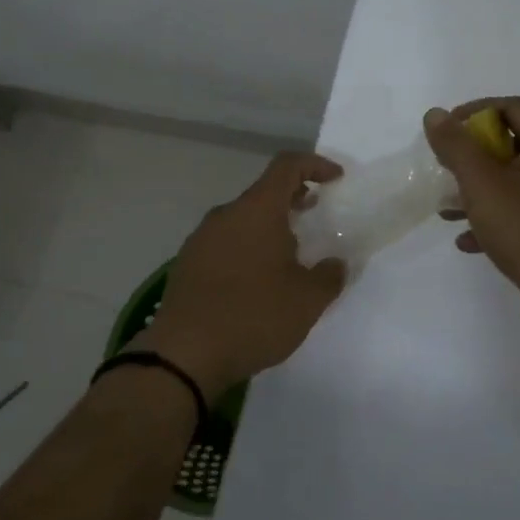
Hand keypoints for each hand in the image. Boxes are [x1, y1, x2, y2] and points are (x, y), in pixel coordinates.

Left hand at [139, 153, 346, 398]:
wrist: (183, 355)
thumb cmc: (253, 316)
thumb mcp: (307, 300)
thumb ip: (329, 276)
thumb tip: (336, 264)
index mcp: (257, 210)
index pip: (287, 166)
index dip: (315, 165)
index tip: (336, 179)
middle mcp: (226, 215)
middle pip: (264, 192)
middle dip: (294, 198)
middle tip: (316, 216)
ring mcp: (201, 239)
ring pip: (243, 219)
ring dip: (269, 227)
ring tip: (290, 255)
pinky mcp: (187, 265)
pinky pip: (225, 243)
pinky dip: (247, 248)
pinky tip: (257, 281)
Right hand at [424, 98, 519, 334]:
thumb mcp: (481, 181)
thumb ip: (455, 145)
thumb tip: (435, 114)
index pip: (512, 106)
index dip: (474, 112)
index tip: (446, 130)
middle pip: (515, 142)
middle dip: (474, 155)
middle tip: (446, 167)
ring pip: (518, 181)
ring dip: (481, 190)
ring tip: (448, 208)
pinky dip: (497, 217)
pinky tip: (468, 240)